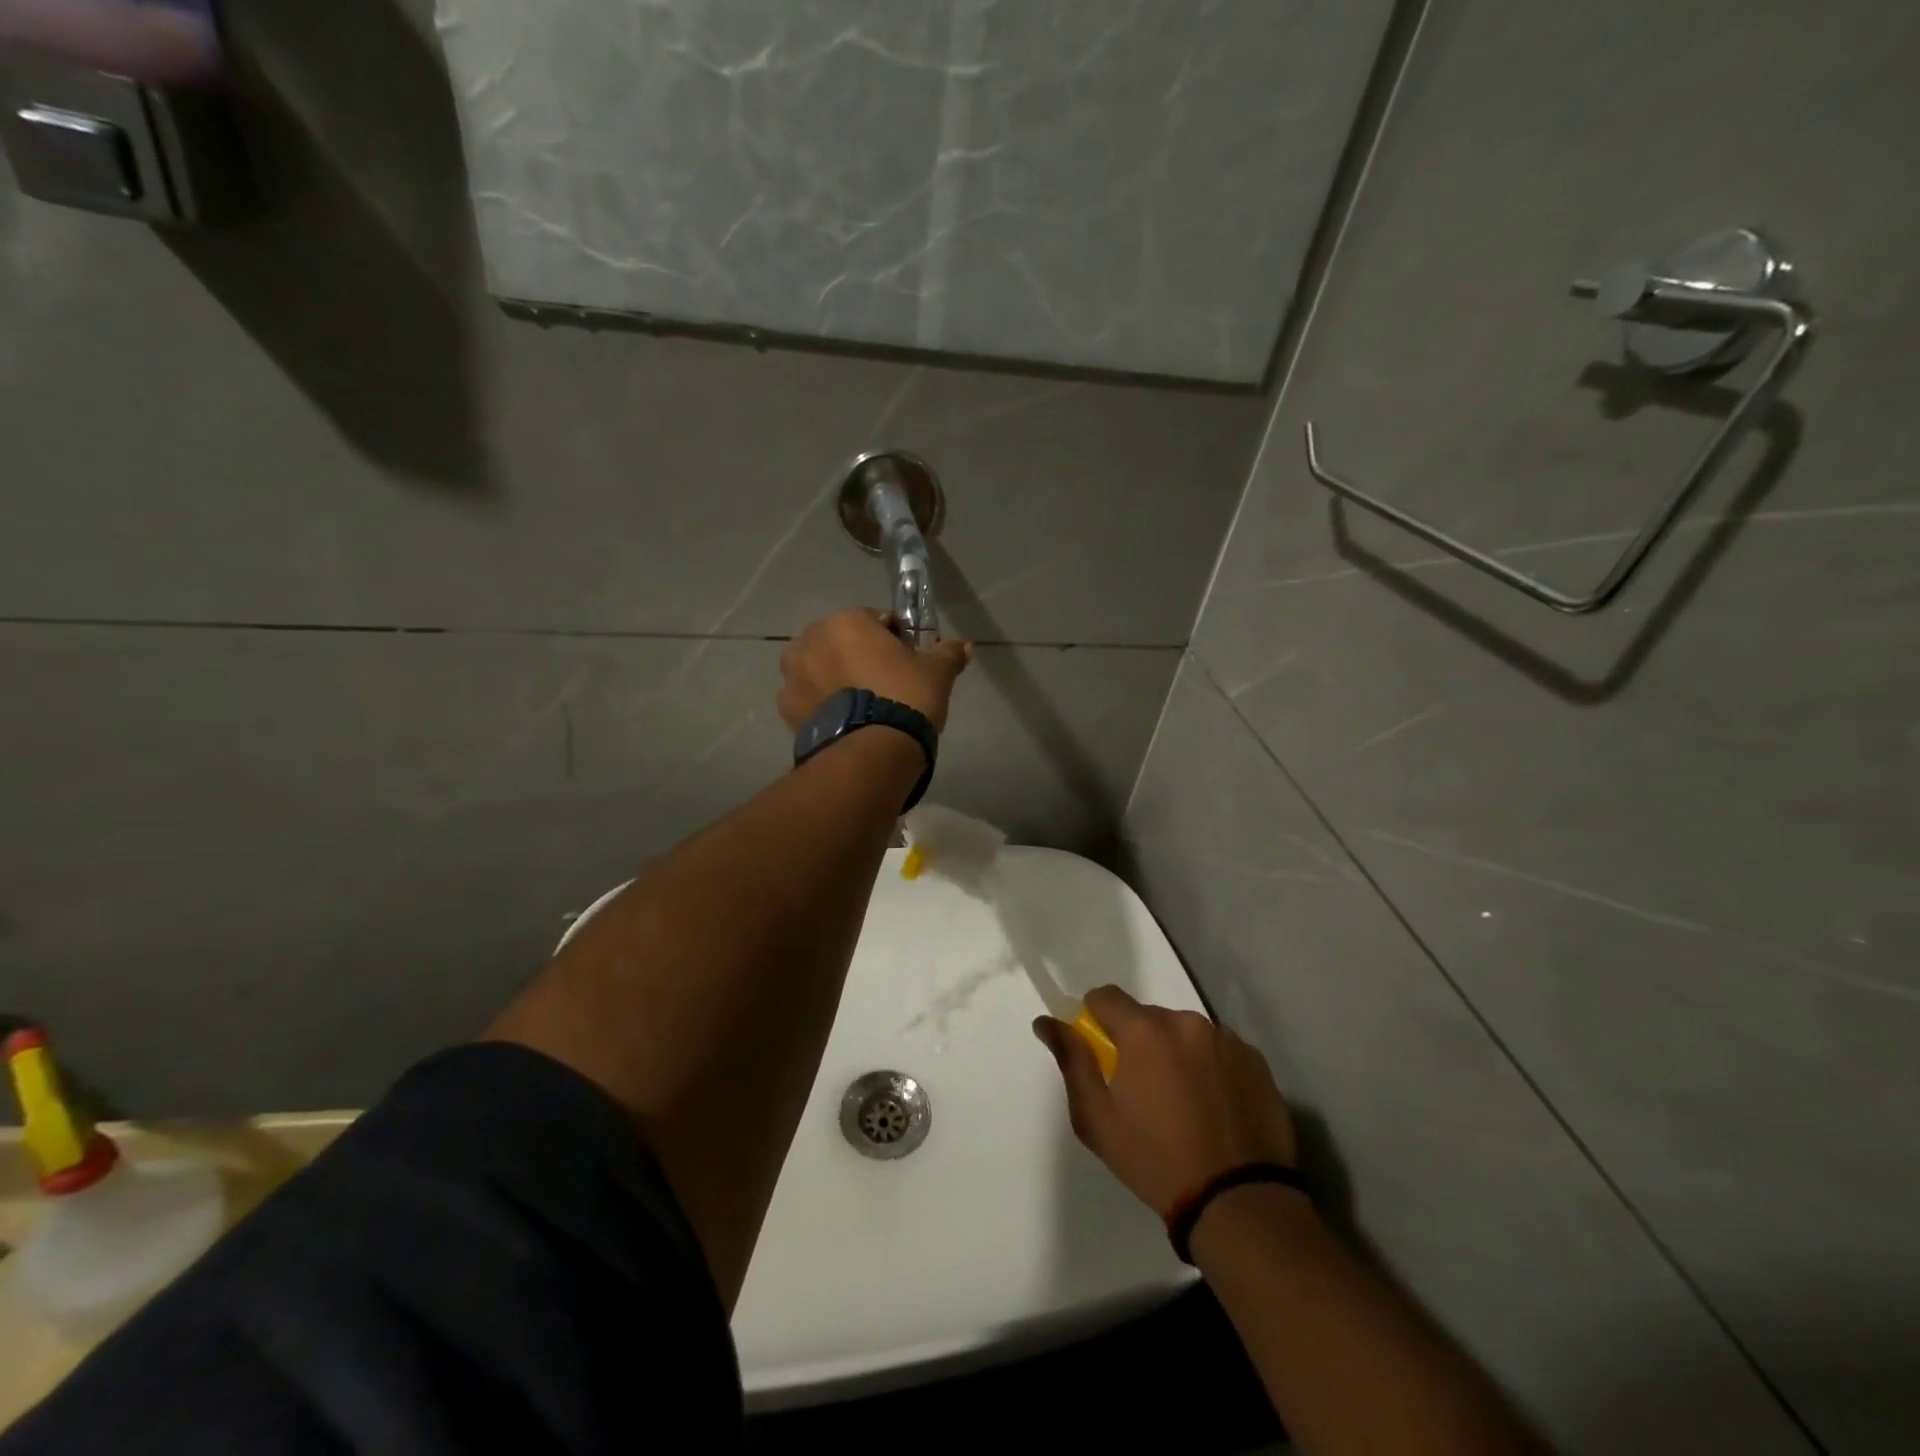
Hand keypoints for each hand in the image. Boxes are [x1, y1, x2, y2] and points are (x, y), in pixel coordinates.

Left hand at [778, 609, 972, 732]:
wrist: (871, 753)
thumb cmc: (905, 699)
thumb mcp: (937, 673)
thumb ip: (948, 654)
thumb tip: (965, 646)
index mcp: (847, 622)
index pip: (874, 620)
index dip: (893, 639)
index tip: (906, 661)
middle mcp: (811, 640)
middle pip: (841, 642)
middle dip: (858, 657)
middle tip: (884, 685)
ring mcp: (793, 675)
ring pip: (820, 669)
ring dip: (835, 679)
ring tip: (862, 707)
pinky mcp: (786, 709)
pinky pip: (809, 699)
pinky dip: (822, 705)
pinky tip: (844, 723)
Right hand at [1034, 986, 1297, 1218]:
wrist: (1238, 1201)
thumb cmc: (1155, 1160)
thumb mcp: (1097, 1118)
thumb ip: (1071, 1061)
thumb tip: (1046, 1022)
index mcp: (1144, 1030)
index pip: (1105, 997)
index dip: (1096, 1020)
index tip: (1102, 1053)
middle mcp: (1186, 1022)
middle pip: (1148, 1017)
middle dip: (1139, 1043)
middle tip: (1143, 1091)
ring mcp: (1226, 1039)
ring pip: (1185, 1033)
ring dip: (1176, 1054)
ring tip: (1184, 1104)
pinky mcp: (1256, 1061)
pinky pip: (1219, 1050)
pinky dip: (1210, 1067)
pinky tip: (1215, 1108)